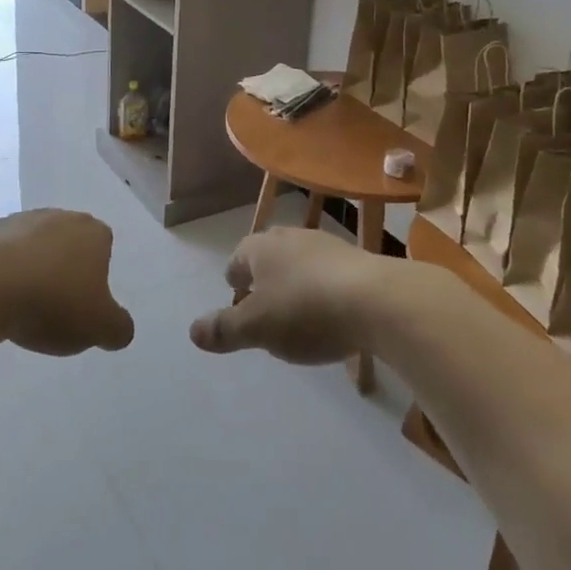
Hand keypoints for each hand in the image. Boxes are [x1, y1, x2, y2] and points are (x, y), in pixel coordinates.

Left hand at [0, 209, 134, 356]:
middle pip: (66, 244)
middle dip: (62, 270)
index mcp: (92, 232)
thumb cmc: (52, 302)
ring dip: (29, 270)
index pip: (103, 247)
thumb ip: (119, 328)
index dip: (95, 276)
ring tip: (20, 308)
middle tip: (54, 307)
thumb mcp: (100, 327)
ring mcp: (18, 220)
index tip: (83, 303)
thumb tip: (120, 329)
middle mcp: (58, 216)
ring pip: (32, 247)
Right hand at [189, 227, 393, 363]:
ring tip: (298, 315)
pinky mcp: (358, 260)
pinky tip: (333, 315)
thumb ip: (224, 330)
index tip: (236, 297)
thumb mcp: (257, 328)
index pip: (238, 258)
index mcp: (261, 248)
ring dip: (296, 284)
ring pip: (301, 263)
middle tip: (263, 307)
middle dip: (264, 279)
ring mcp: (327, 245)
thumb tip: (192, 331)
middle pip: (269, 256)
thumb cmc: (306, 310)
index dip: (234, 279)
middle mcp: (291, 237)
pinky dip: (324, 291)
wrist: (378, 300)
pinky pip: (330, 275)